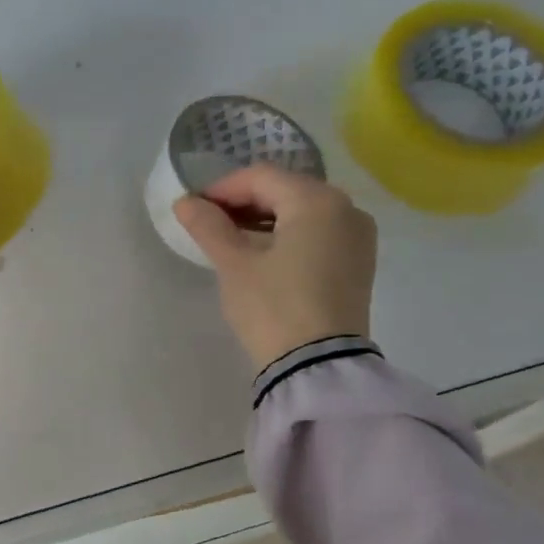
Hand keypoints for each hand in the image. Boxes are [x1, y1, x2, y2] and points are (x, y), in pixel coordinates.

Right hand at [172, 165, 377, 370]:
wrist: (318, 365)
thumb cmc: (273, 307)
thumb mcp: (234, 265)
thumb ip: (209, 227)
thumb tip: (185, 202)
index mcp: (317, 201)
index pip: (262, 177)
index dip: (222, 188)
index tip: (193, 207)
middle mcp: (346, 209)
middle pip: (285, 191)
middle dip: (244, 203)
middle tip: (209, 223)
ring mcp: (358, 237)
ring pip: (303, 213)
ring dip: (265, 219)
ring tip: (231, 240)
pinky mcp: (359, 263)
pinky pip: (318, 234)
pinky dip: (288, 236)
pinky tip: (263, 254)